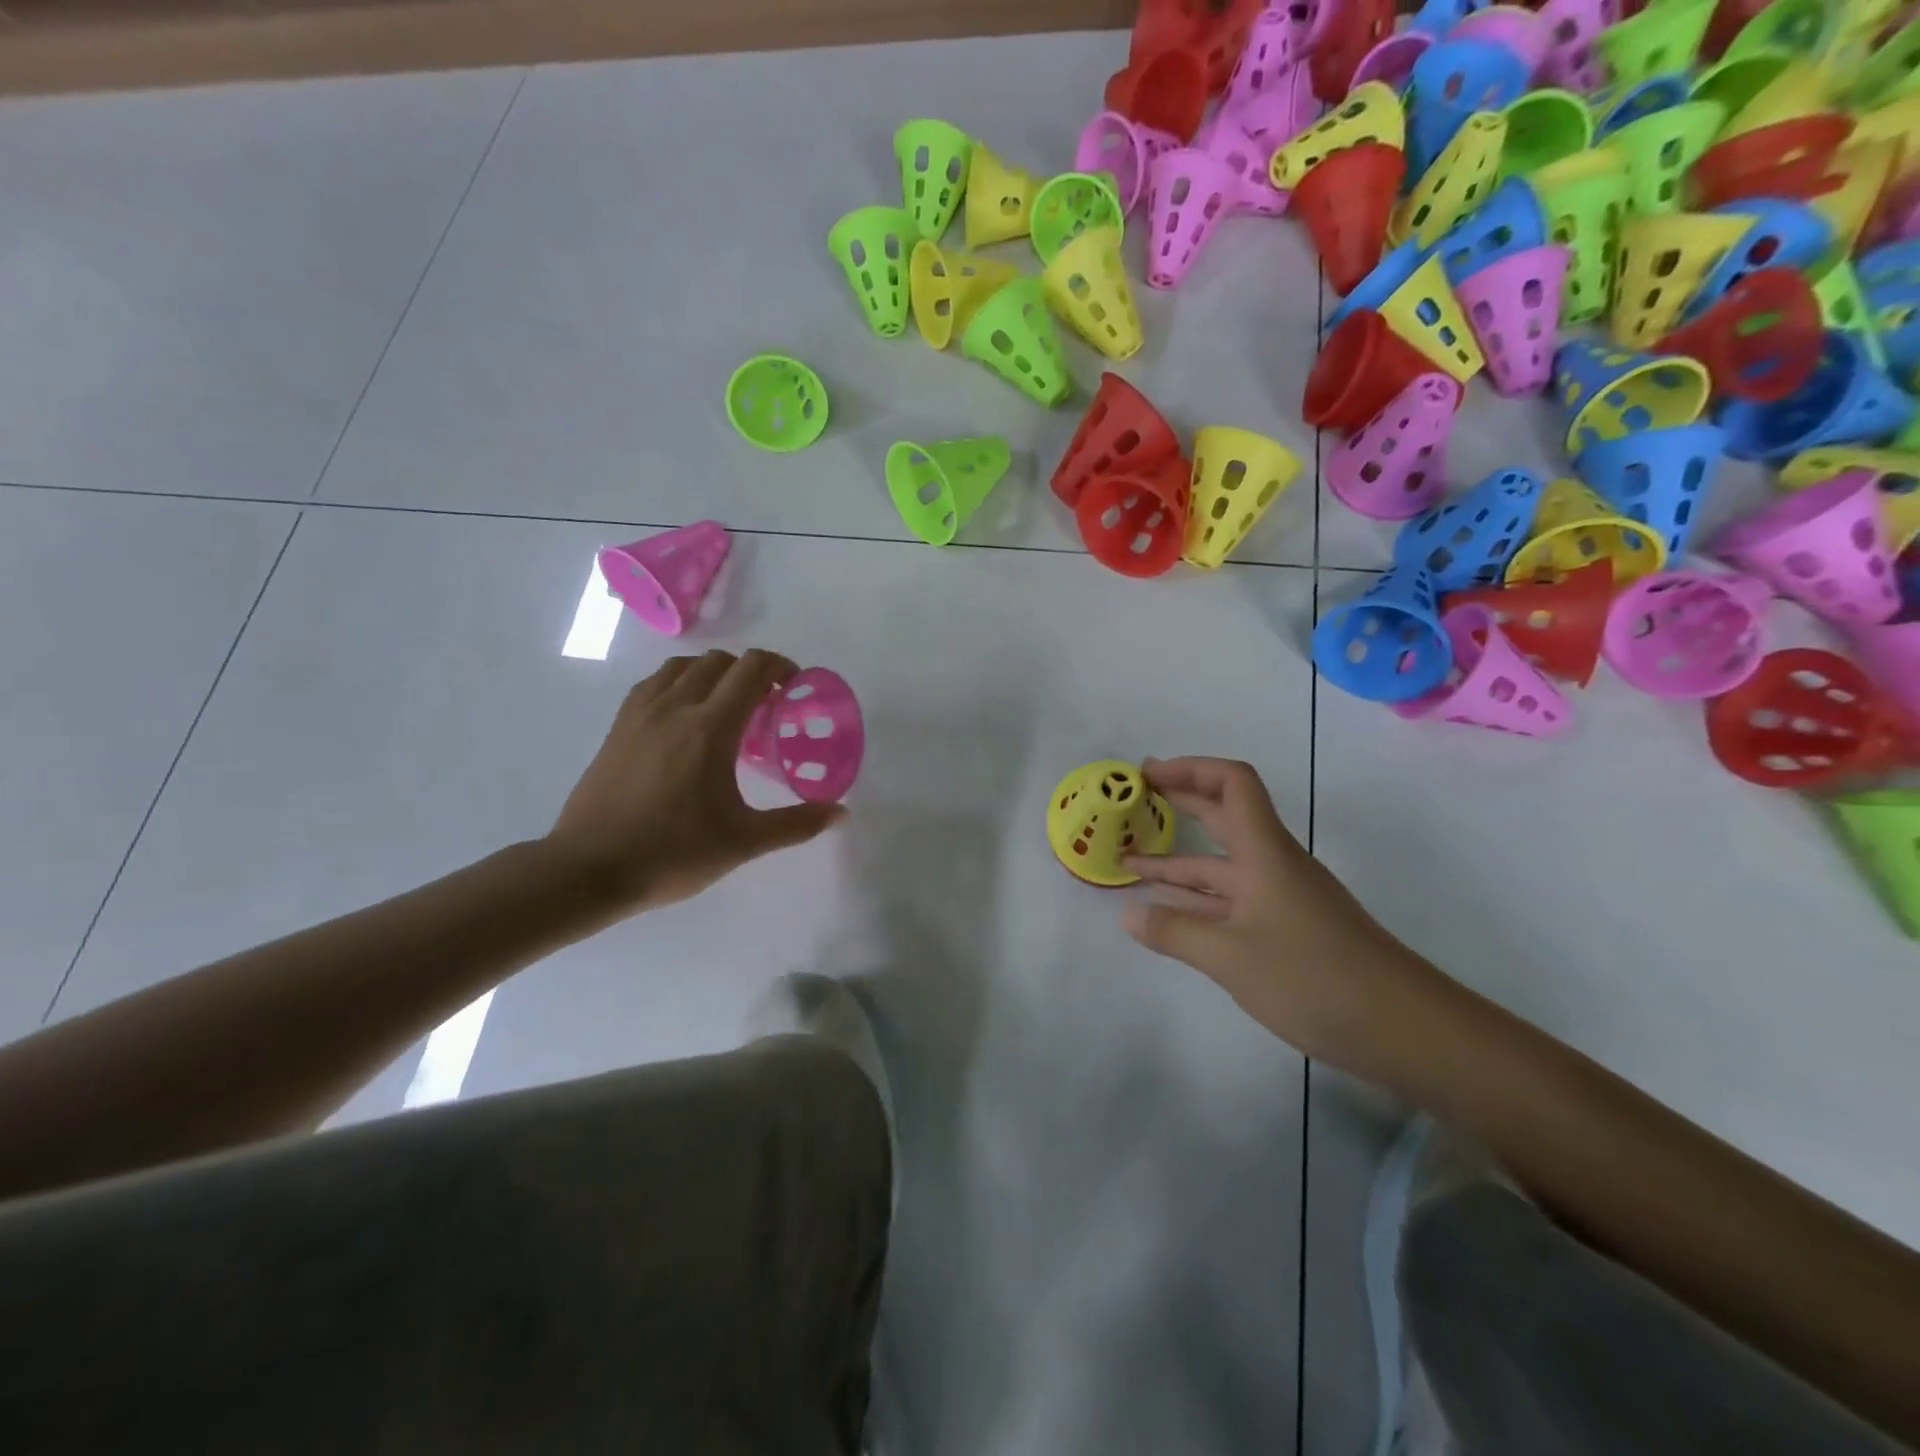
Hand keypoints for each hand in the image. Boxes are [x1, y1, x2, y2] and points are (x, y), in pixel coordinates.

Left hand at [544, 650, 844, 913]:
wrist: (588, 870)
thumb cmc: (672, 854)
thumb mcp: (743, 843)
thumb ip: (796, 824)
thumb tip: (841, 813)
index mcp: (710, 727)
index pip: (751, 669)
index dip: (781, 667)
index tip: (796, 686)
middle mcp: (675, 707)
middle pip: (719, 661)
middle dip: (751, 671)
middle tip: (768, 703)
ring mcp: (640, 714)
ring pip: (682, 667)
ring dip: (713, 673)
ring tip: (727, 705)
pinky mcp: (618, 728)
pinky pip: (654, 684)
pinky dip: (679, 684)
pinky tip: (684, 717)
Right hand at [1122, 757, 1439, 1076]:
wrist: (1406, 1030)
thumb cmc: (1315, 978)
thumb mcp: (1231, 958)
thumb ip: (1175, 932)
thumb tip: (1129, 914)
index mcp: (1265, 853)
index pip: (1232, 783)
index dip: (1190, 769)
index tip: (1148, 775)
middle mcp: (1273, 865)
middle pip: (1224, 816)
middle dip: (1179, 802)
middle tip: (1133, 798)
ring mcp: (1281, 899)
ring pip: (1222, 866)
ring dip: (1178, 861)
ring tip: (1130, 862)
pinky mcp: (1286, 931)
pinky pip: (1232, 901)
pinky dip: (1197, 899)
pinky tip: (1169, 910)